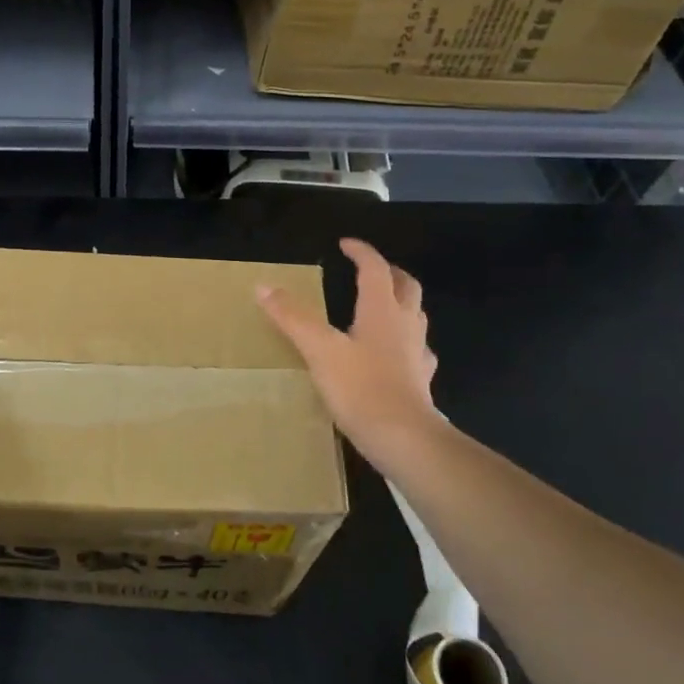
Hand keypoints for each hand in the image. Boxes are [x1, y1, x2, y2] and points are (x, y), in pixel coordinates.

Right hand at [257, 238, 444, 473]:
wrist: (405, 439)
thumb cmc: (361, 388)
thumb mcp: (318, 349)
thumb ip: (292, 317)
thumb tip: (263, 286)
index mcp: (382, 311)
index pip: (375, 269)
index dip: (361, 252)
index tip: (345, 244)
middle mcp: (405, 325)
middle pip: (406, 286)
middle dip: (390, 272)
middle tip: (372, 269)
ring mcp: (417, 354)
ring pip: (415, 316)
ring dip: (401, 303)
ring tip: (381, 306)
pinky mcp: (420, 381)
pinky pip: (416, 350)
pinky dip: (405, 341)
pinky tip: (394, 354)